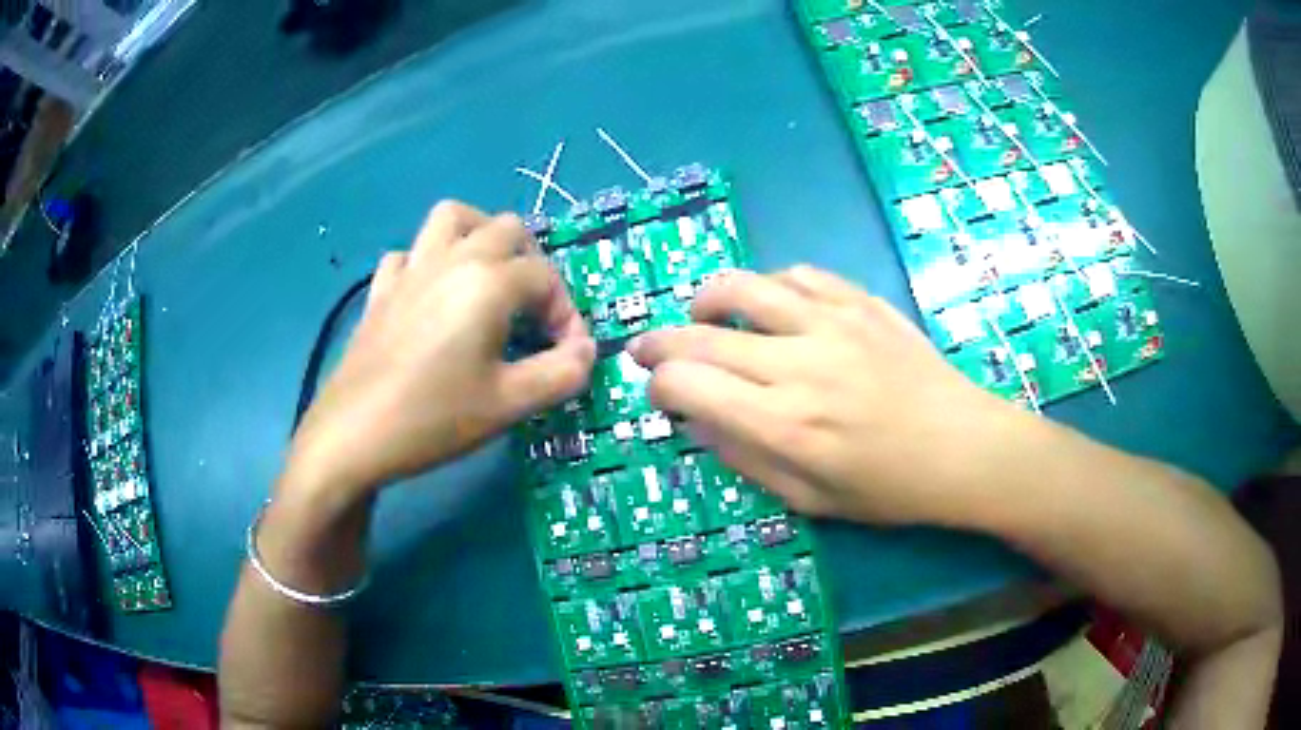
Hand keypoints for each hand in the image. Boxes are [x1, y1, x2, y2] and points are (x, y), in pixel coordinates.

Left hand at [287, 201, 594, 496]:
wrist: (353, 435)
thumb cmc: (434, 418)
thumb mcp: (509, 404)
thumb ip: (561, 373)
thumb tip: (585, 351)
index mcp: (488, 281)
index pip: (547, 277)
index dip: (567, 314)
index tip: (567, 354)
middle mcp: (452, 259)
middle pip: (508, 229)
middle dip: (533, 264)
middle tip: (533, 312)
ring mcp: (410, 269)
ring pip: (453, 218)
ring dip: (481, 236)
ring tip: (488, 277)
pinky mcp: (381, 289)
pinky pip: (410, 253)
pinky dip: (428, 262)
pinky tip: (431, 296)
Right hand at [628, 266, 1037, 525]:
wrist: (965, 448)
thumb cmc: (891, 489)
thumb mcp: (811, 500)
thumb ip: (745, 458)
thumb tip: (696, 422)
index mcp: (784, 424)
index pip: (687, 386)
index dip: (658, 387)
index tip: (659, 395)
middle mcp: (799, 365)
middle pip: (700, 335)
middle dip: (659, 343)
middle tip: (648, 350)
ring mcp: (832, 323)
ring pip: (743, 287)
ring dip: (706, 299)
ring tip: (701, 314)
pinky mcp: (860, 302)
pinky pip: (798, 275)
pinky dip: (768, 285)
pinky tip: (768, 304)